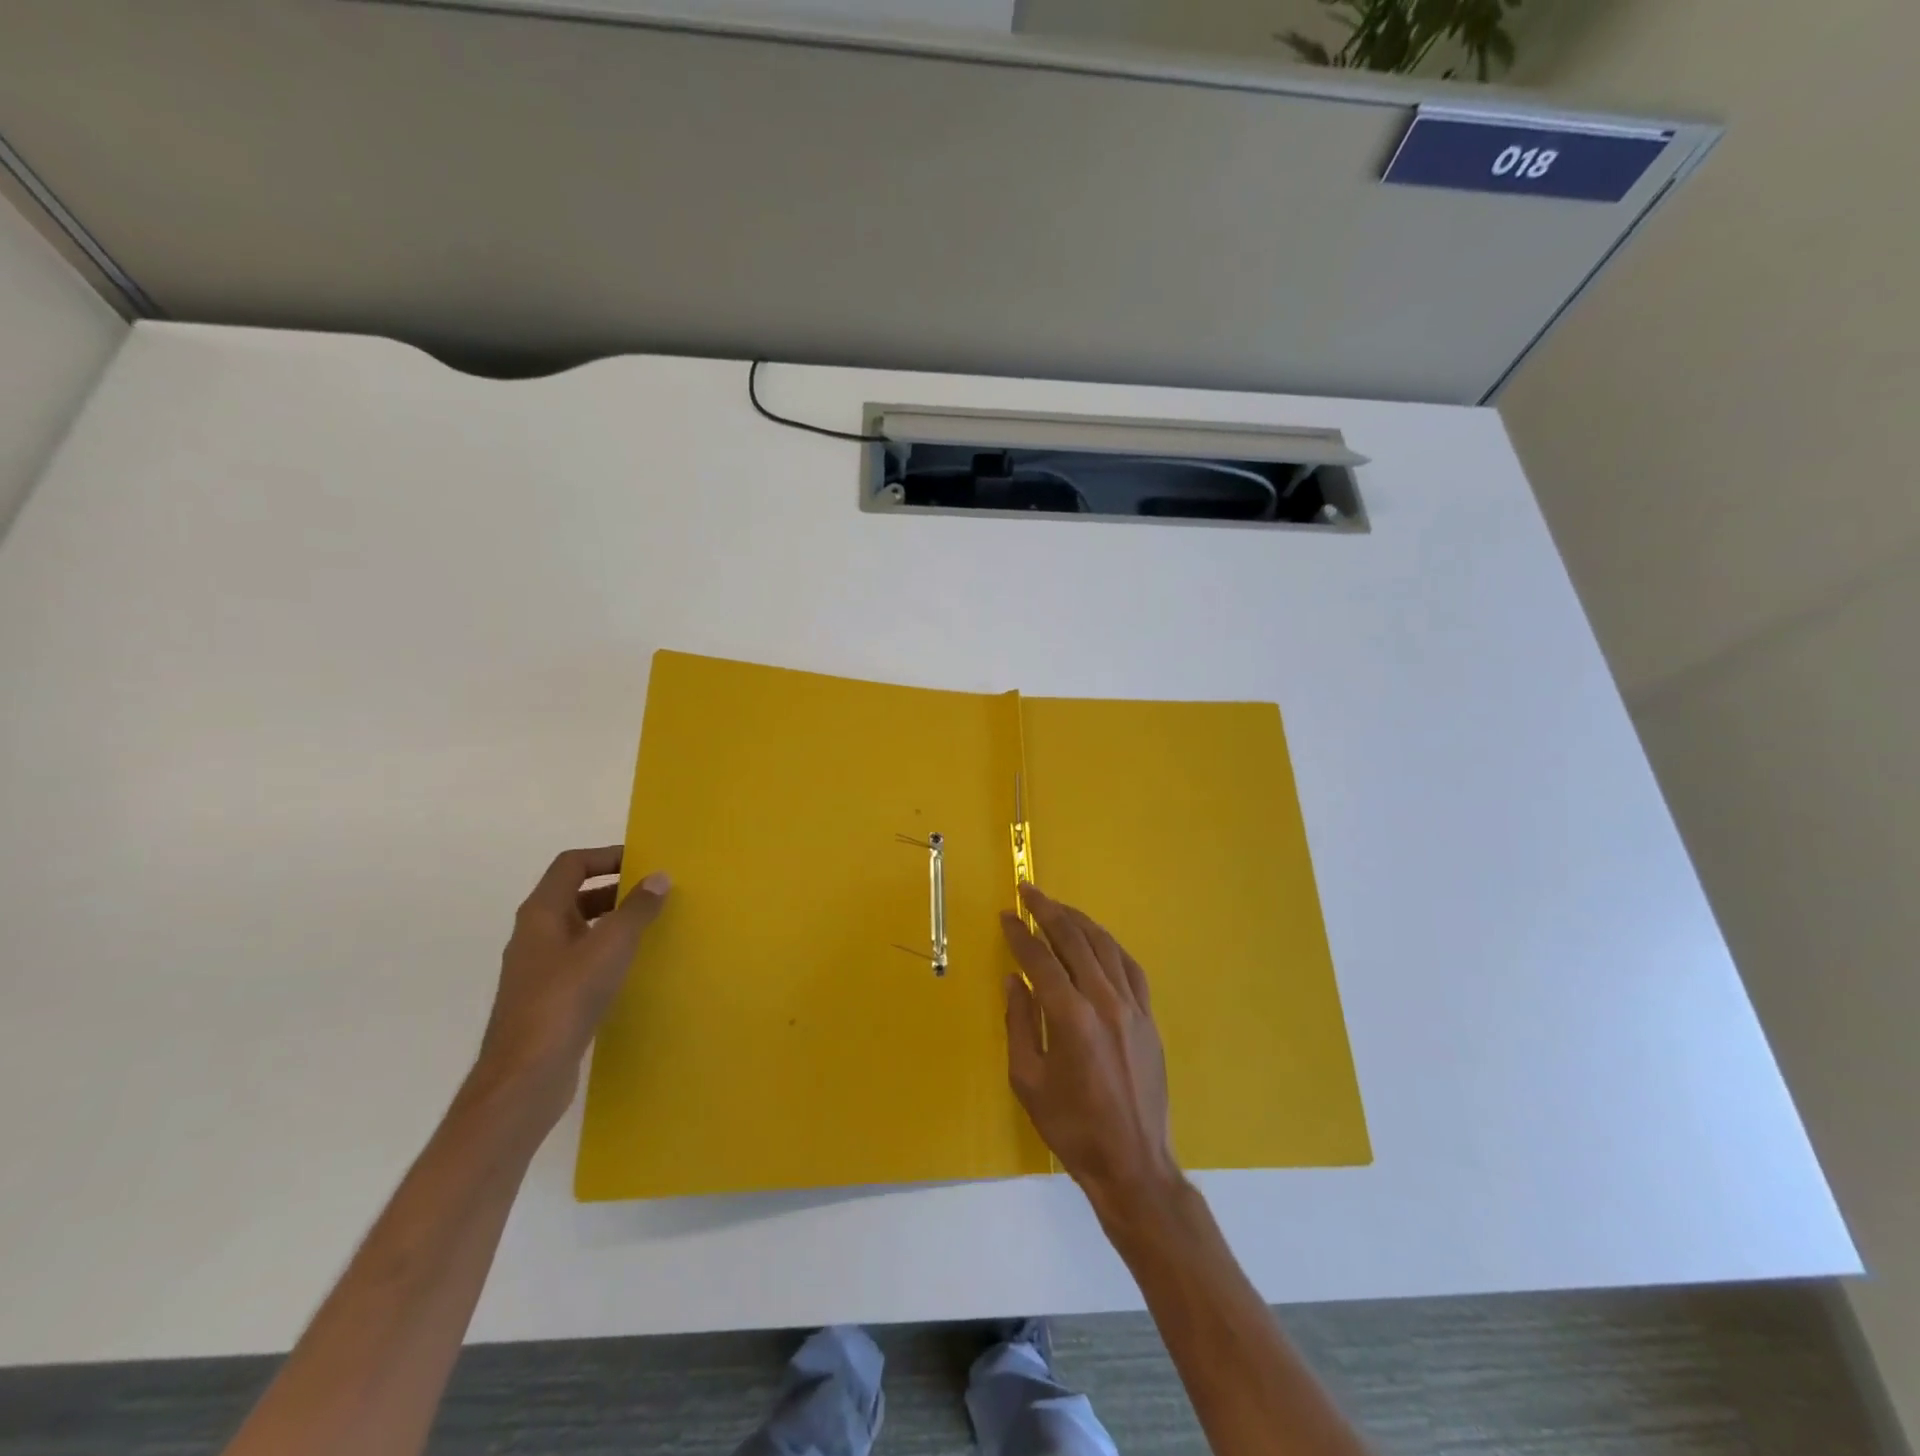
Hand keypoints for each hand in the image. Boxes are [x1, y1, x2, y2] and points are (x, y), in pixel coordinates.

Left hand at [471, 846, 670, 1131]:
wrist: (525, 1077)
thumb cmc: (566, 999)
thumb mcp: (610, 947)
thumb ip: (637, 909)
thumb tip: (659, 877)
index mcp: (541, 914)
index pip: (572, 865)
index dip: (607, 857)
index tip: (644, 863)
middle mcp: (534, 935)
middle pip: (575, 895)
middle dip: (615, 890)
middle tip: (654, 894)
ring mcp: (538, 969)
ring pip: (579, 930)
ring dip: (612, 923)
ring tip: (651, 928)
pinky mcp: (547, 999)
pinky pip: (580, 961)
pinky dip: (605, 954)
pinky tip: (631, 969)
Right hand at [1000, 885, 1183, 1224]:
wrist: (1133, 1162)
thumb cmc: (1072, 1127)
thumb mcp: (1028, 1080)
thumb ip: (1019, 1022)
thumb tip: (1014, 978)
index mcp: (1070, 1017)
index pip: (1040, 959)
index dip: (1020, 934)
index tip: (1006, 915)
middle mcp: (1104, 1001)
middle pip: (1075, 940)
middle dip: (1049, 911)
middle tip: (1029, 891)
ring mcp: (1132, 1007)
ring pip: (1105, 947)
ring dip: (1079, 921)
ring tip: (1058, 907)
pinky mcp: (1149, 1017)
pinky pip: (1130, 967)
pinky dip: (1110, 946)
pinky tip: (1098, 939)